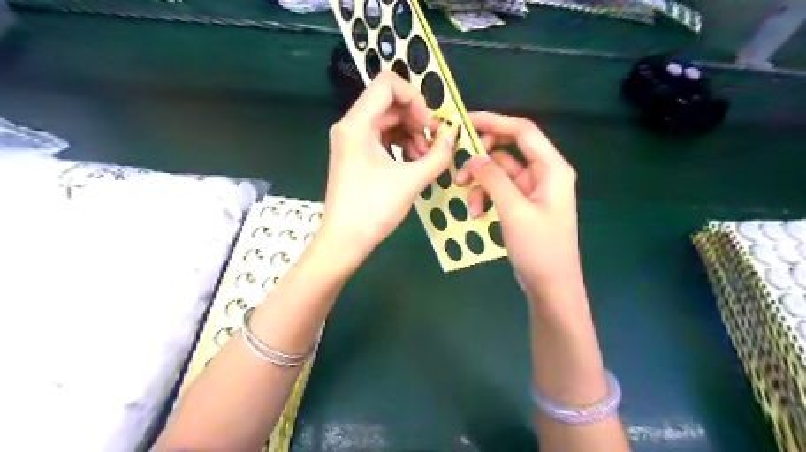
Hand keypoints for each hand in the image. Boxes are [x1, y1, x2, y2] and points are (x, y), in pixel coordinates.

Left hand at [322, 71, 459, 268]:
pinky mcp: (354, 154)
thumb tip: (453, 136)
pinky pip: (381, 137)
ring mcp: (350, 140)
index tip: (430, 124)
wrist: (344, 240)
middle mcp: (350, 125)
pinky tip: (414, 162)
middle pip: (389, 104)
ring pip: (387, 121)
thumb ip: (438, 155)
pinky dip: (400, 144)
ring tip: (426, 158)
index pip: (388, 84)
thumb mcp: (411, 181)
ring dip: (411, 134)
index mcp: (357, 124)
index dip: (415, 97)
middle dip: (417, 120)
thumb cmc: (374, 210)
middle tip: (435, 144)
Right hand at [455, 112, 582, 297]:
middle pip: (508, 151)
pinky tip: (475, 214)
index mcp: (551, 169)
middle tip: (459, 169)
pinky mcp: (522, 205)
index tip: (466, 121)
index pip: (522, 131)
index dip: (495, 122)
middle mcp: (543, 174)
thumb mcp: (514, 211)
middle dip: (481, 159)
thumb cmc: (539, 248)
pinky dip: (485, 198)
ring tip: (466, 202)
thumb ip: (494, 180)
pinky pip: (499, 191)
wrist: (551, 286)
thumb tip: (474, 157)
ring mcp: (532, 190)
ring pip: (499, 173)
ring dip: (480, 185)